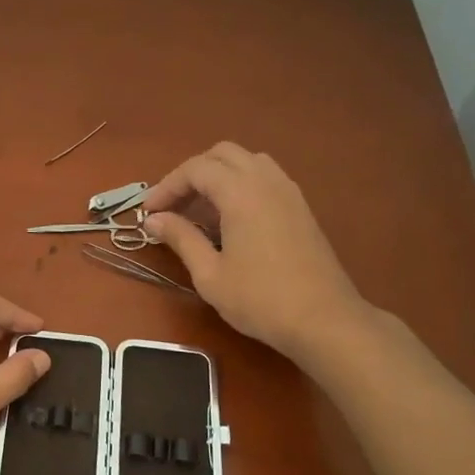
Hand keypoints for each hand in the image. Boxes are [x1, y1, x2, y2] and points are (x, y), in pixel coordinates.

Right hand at [142, 143, 370, 359]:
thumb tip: (154, 219)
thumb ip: (181, 238)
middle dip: (192, 174)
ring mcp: (288, 192)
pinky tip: (231, 219)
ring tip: (201, 210)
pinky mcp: (300, 207)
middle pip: (222, 154)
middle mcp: (266, 181)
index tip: (149, 212)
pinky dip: (241, 185)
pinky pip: (265, 177)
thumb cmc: (261, 299)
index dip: (167, 186)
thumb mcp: (210, 274)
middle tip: (173, 206)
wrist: (325, 320)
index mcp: (241, 192)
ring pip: (247, 161)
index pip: (196, 169)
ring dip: (219, 176)